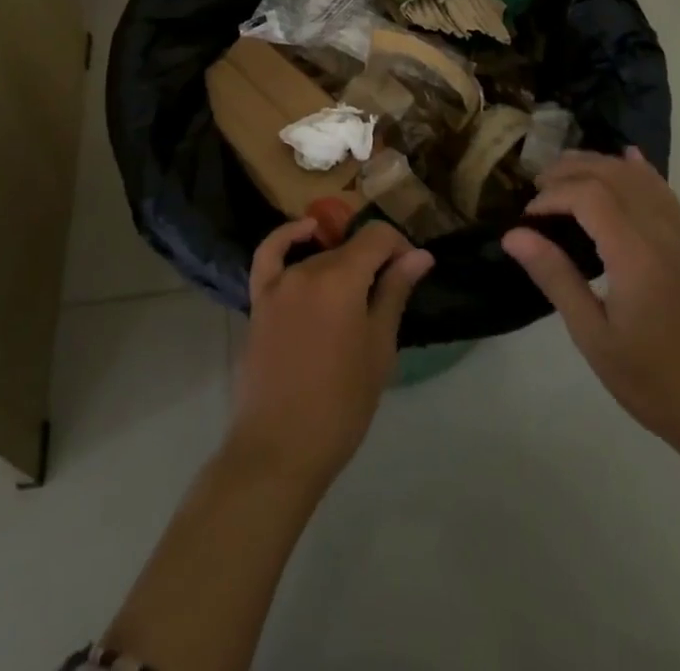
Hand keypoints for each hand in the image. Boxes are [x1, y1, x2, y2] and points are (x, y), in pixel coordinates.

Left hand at [228, 218, 433, 490]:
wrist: (280, 448)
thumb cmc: (341, 405)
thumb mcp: (379, 349)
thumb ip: (395, 293)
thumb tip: (420, 255)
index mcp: (342, 278)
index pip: (377, 236)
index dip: (400, 247)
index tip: (411, 272)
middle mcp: (308, 269)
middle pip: (348, 248)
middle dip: (374, 262)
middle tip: (388, 296)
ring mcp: (279, 283)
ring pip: (318, 258)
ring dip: (341, 266)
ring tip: (358, 296)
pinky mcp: (259, 300)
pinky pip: (270, 254)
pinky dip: (288, 236)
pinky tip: (306, 230)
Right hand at [501, 147, 679, 461]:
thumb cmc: (654, 382)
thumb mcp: (594, 337)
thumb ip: (555, 278)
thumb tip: (513, 235)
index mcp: (636, 255)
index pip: (588, 196)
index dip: (552, 196)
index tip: (526, 218)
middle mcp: (661, 233)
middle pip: (612, 175)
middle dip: (570, 171)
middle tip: (536, 189)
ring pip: (639, 178)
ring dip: (599, 164)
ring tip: (564, 172)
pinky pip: (664, 192)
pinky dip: (641, 170)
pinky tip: (628, 158)